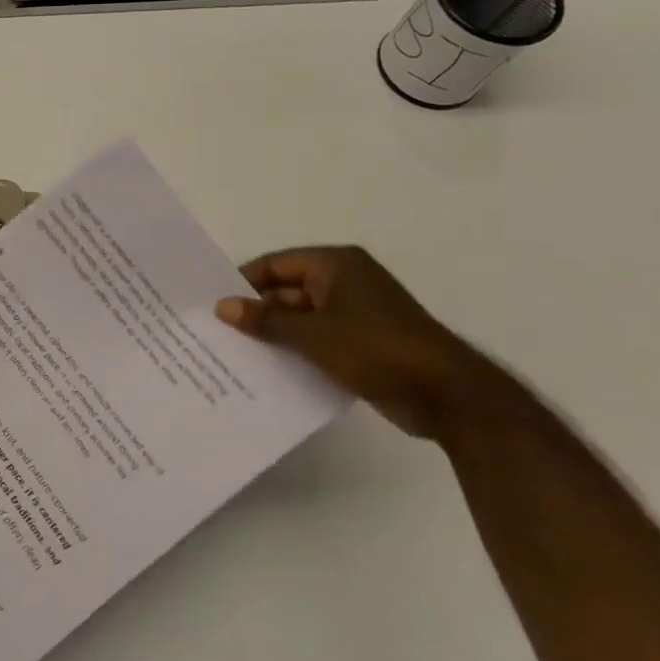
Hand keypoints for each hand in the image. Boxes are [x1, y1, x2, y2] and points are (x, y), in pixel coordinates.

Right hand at [214, 246, 495, 438]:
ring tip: (233, 353)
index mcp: (336, 265)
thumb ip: (265, 320)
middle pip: (286, 290)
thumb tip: (222, 307)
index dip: (243, 282)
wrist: (448, 396)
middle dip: (256, 312)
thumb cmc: (375, 349)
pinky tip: (267, 370)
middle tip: (216, 332)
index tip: (212, 303)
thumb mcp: (312, 335)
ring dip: (274, 334)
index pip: (275, 264)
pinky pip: (317, 339)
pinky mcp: (362, 342)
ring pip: (301, 318)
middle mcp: (345, 281)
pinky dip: (295, 350)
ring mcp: (356, 313)